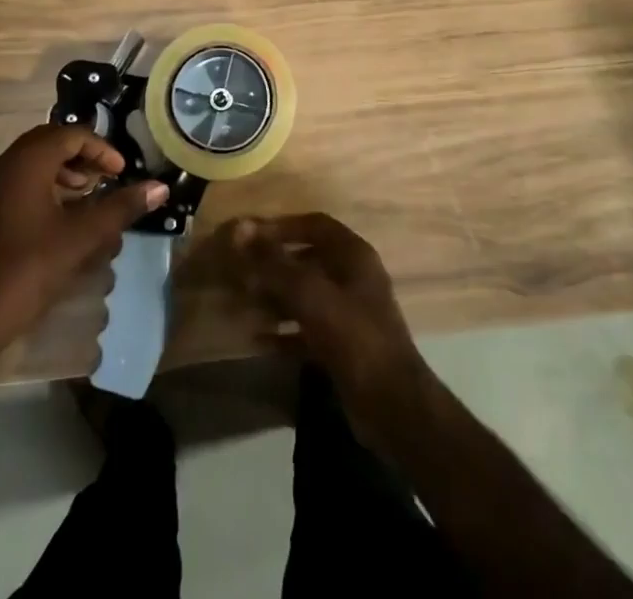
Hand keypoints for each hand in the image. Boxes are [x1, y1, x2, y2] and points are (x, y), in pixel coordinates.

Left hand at [0, 125, 165, 349]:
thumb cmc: (29, 269)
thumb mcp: (82, 237)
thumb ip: (121, 208)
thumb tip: (160, 187)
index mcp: (28, 161)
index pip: (72, 134)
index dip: (101, 149)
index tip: (121, 173)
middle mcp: (7, 163)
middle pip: (52, 141)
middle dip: (83, 156)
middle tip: (106, 179)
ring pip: (36, 160)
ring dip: (65, 170)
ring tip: (88, 196)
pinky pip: (22, 179)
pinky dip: (47, 185)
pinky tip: (62, 217)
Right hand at [219, 213, 430, 419]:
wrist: (393, 407)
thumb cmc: (354, 338)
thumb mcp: (312, 296)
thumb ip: (275, 264)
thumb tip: (240, 229)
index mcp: (354, 255)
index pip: (315, 225)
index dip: (282, 226)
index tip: (250, 236)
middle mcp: (353, 278)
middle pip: (308, 259)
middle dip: (274, 264)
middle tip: (242, 271)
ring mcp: (349, 313)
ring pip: (306, 295)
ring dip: (276, 297)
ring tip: (245, 302)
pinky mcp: (343, 346)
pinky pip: (307, 328)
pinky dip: (284, 330)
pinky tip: (258, 338)